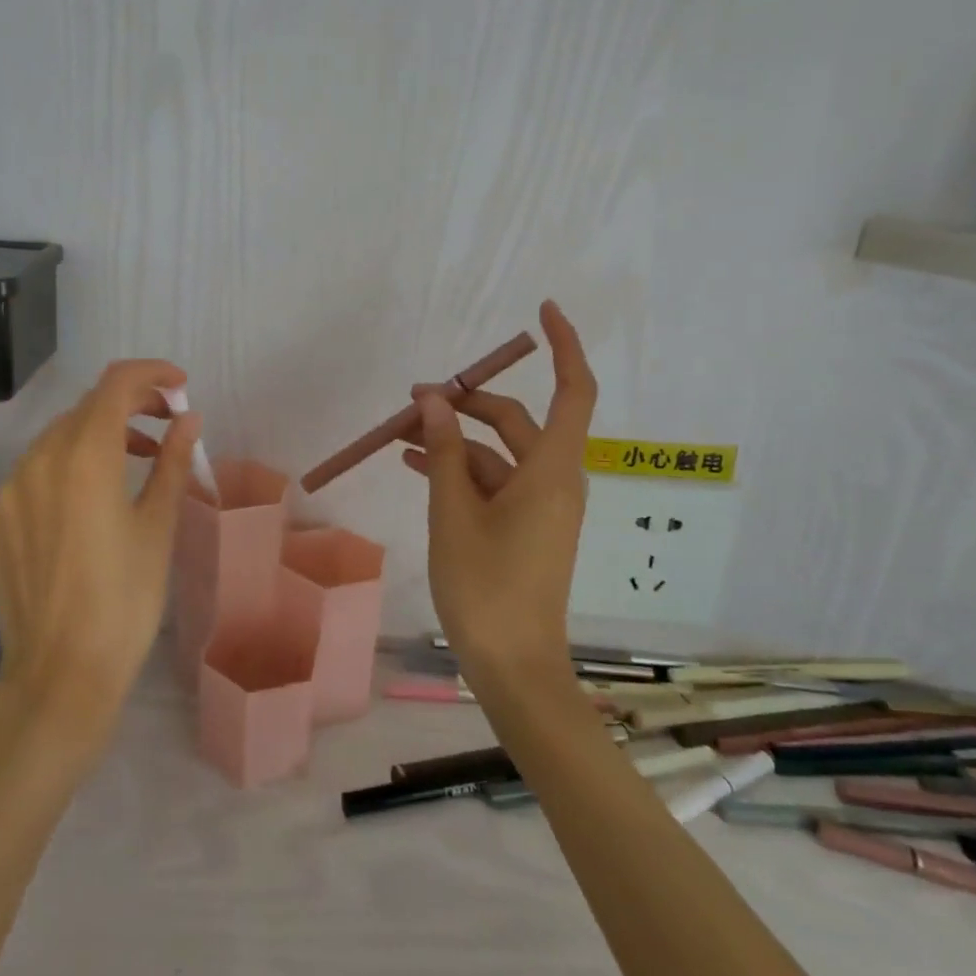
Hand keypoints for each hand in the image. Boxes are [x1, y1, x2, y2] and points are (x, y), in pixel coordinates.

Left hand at [0, 360, 199, 752]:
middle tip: (166, 425)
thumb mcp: (158, 527)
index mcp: (85, 457)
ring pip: (57, 439)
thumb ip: (172, 462)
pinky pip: (34, 474)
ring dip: (97, 435)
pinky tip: (86, 503)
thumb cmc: (125, 600)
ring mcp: (8, 492)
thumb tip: (188, 419)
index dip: (151, 374)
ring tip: (134, 459)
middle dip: (128, 405)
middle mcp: (38, 461)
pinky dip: (66, 469)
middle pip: (85, 408)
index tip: (179, 385)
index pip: (116, 385)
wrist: (61, 674)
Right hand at [402, 301, 596, 682]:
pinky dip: (459, 470)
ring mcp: (540, 505)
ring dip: (453, 439)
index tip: (544, 310)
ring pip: (496, 453)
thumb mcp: (454, 512)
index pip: (573, 391)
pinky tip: (417, 464)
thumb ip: (444, 451)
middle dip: (465, 403)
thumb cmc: (486, 586)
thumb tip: (434, 400)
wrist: (513, 666)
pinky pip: (493, 482)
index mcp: (551, 470)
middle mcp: (553, 480)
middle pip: (515, 420)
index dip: (564, 346)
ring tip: (401, 434)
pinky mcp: (525, 526)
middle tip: (412, 400)